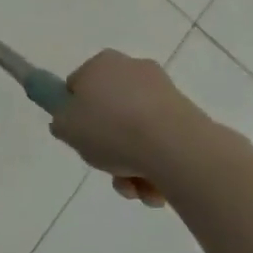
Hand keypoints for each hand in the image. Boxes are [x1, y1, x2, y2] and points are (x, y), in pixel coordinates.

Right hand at [49, 49, 216, 207]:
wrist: (176, 148)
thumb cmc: (111, 129)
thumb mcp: (66, 127)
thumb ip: (61, 122)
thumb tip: (70, 123)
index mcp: (101, 63)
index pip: (78, 86)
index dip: (74, 114)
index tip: (79, 137)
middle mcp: (133, 70)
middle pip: (110, 111)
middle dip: (108, 145)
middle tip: (105, 166)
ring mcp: (165, 94)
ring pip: (137, 131)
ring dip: (131, 163)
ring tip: (134, 188)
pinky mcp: (191, 118)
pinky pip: (163, 143)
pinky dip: (156, 165)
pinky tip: (154, 189)